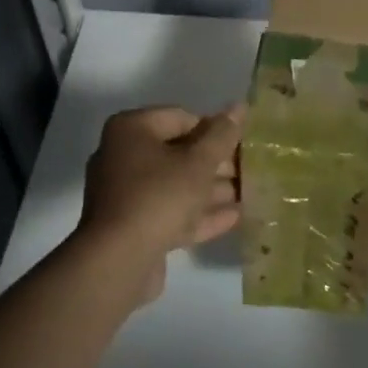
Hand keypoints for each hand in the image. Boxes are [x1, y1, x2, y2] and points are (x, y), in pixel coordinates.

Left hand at [77, 105, 243, 303]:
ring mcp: (125, 194)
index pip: (181, 117)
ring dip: (211, 190)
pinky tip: (234, 217)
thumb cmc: (159, 196)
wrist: (118, 261)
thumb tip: (239, 106)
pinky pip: (170, 212)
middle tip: (249, 169)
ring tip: (249, 193)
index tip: (242, 144)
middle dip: (215, 163)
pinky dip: (198, 213)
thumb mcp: (198, 162)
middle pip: (178, 152)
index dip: (214, 129)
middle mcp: (122, 156)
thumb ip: (222, 135)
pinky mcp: (132, 226)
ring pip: (176, 185)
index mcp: (131, 130)